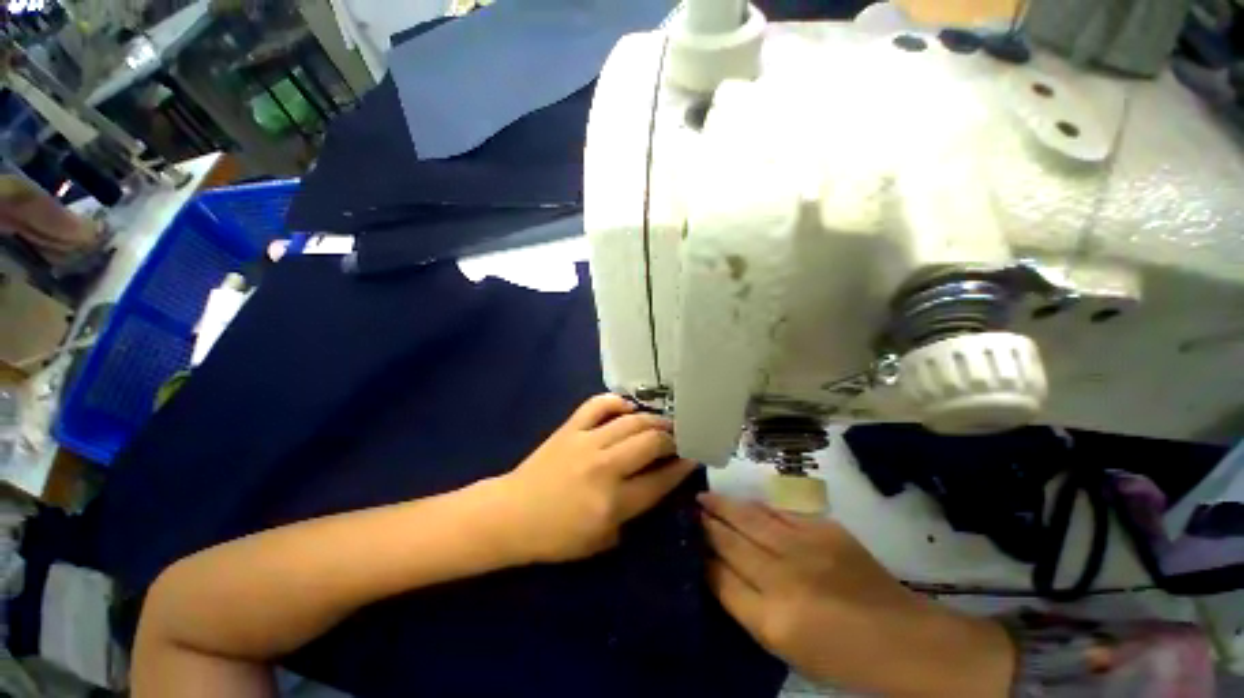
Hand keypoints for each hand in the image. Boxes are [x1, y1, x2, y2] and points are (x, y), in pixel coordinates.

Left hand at [491, 394, 697, 563]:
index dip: (682, 467)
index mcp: (613, 502)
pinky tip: (628, 406)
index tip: (694, 456)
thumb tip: (657, 482)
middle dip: (673, 438)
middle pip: (651, 442)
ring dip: (653, 419)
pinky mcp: (570, 428)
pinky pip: (598, 405)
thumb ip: (633, 513)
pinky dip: (616, 401)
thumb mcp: (602, 541)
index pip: (660, 480)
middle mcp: (604, 467)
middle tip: (680, 437)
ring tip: (663, 421)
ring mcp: (586, 442)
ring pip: (631, 421)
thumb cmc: (556, 536)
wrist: (511, 515)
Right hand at [700, 494, 1014, 697]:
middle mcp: (783, 579)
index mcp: (772, 620)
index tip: (685, 538)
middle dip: (705, 524)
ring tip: (704, 497)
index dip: (699, 555)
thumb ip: (745, 606)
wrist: (901, 638)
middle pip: (730, 543)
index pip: (719, 578)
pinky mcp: (823, 529)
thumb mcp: (784, 646)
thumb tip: (715, 570)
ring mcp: (805, 548)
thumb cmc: (838, 655)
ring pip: (749, 519)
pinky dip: (755, 506)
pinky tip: (741, 501)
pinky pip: (777, 512)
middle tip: (688, 508)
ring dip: (723, 507)